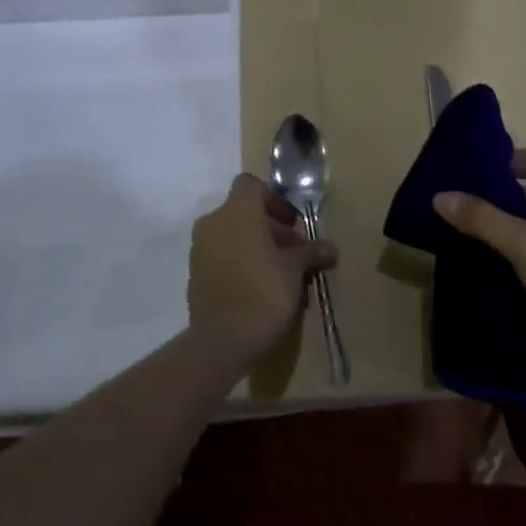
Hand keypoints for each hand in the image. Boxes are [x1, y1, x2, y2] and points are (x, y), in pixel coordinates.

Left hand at [187, 175, 336, 370]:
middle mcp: (213, 222)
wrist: (222, 340)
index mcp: (237, 212)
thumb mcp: (295, 270)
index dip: (274, 199)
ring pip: (233, 236)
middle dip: (272, 229)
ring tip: (282, 275)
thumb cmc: (264, 293)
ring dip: (257, 247)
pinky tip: (261, 289)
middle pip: (244, 212)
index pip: (251, 185)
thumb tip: (330, 248)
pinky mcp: (195, 273)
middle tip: (296, 254)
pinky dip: (241, 263)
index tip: (292, 224)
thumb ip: (311, 252)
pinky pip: (222, 257)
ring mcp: (200, 248)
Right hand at [432, 147, 525, 363]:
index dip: (511, 161)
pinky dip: (525, 258)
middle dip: (505, 199)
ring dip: (512, 231)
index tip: (477, 177)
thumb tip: (440, 196)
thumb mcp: (524, 245)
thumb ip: (482, 219)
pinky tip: (498, 271)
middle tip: (466, 210)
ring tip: (472, 240)